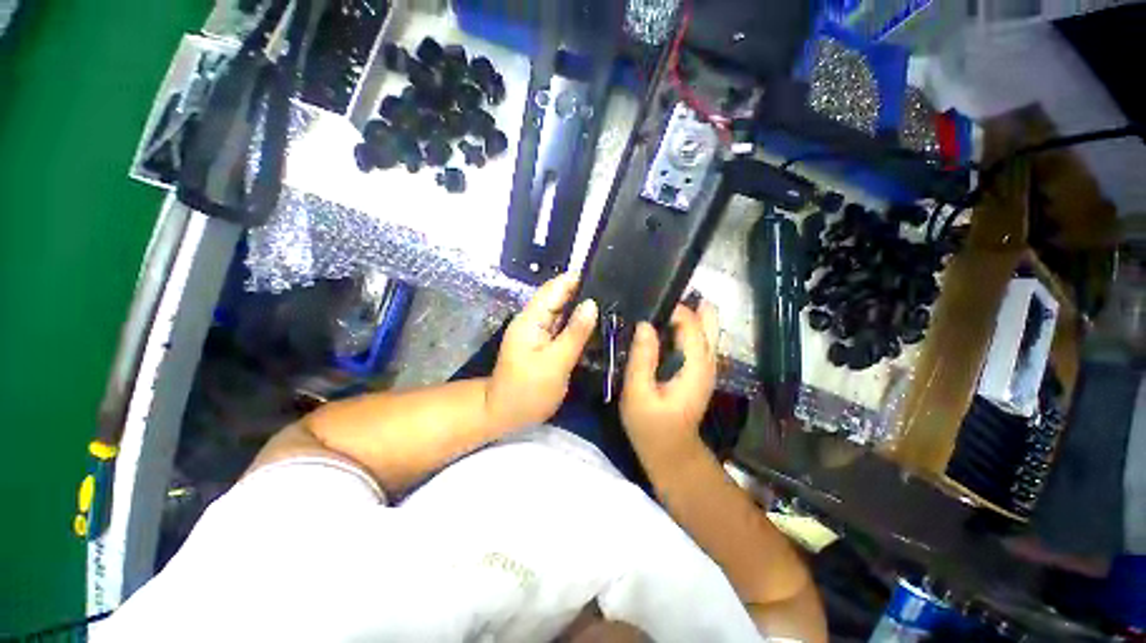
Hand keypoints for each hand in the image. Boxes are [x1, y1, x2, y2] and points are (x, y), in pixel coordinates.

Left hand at [487, 274, 597, 429]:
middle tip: (615, 291)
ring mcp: (538, 331)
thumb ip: (575, 333)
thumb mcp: (555, 363)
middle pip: (559, 297)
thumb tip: (592, 304)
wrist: (505, 414)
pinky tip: (596, 323)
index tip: (605, 274)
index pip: (554, 288)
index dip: (577, 279)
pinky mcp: (543, 343)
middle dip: (583, 292)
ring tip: (611, 303)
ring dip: (582, 308)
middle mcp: (534, 319)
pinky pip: (562, 326)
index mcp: (531, 319)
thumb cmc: (528, 391)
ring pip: (562, 312)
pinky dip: (577, 323)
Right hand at [620, 302, 719, 463]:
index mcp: (696, 365)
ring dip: (686, 314)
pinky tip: (662, 329)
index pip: (692, 323)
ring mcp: (706, 365)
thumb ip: (642, 358)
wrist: (670, 451)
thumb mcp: (638, 393)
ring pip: (705, 327)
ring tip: (656, 311)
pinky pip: (697, 338)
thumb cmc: (651, 425)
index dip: (672, 308)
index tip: (646, 305)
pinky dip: (684, 327)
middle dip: (687, 304)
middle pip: (708, 319)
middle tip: (657, 302)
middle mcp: (708, 360)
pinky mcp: (699, 369)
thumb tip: (644, 325)